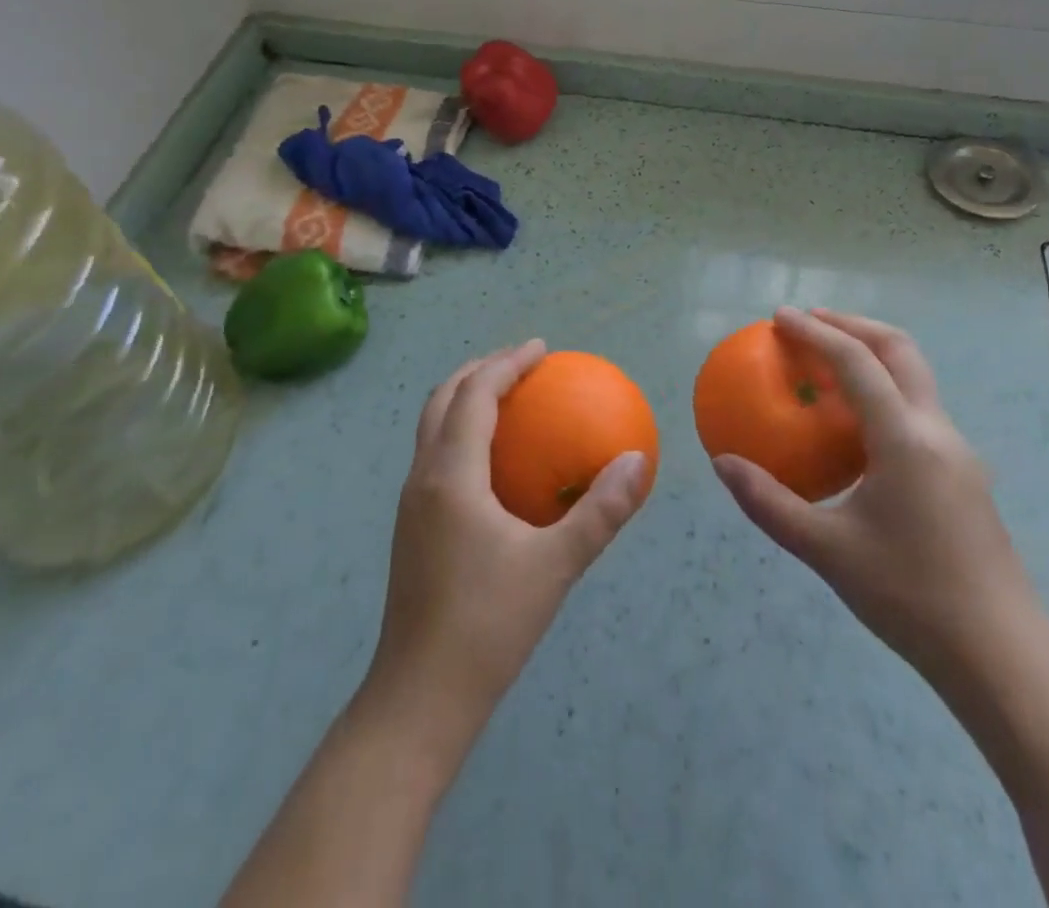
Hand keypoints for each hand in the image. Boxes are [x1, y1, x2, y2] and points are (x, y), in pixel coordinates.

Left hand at [368, 340, 651, 718]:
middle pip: (441, 399)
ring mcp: (410, 503)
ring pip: (431, 427)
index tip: (541, 349)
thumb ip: (599, 511)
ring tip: (506, 399)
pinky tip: (493, 462)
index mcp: (450, 475)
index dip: (506, 363)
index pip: (474, 394)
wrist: (419, 698)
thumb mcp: (555, 566)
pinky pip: (434, 455)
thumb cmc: (488, 625)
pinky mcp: (411, 527)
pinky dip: (460, 433)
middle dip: (479, 370)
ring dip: (464, 399)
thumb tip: (638, 460)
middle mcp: (422, 478)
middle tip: (522, 364)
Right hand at [711, 308, 1041, 689]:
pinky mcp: (963, 475)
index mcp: (905, 438)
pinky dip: (882, 390)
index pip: (856, 361)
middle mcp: (936, 431)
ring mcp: (957, 452)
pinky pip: (917, 409)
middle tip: (807, 322)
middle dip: (851, 324)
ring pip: (914, 376)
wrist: (1002, 657)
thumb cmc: (911, 597)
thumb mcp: (827, 551)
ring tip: (826, 362)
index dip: (816, 331)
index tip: (778, 319)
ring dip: (871, 354)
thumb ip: (769, 503)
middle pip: (898, 349)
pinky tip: (855, 425)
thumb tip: (723, 463)